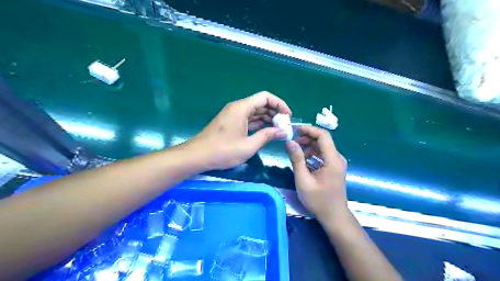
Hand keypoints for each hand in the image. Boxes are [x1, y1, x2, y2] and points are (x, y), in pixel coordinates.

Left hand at [185, 91, 290, 168]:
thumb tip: (283, 131)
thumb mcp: (249, 145)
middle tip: (284, 126)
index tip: (288, 116)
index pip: (265, 97)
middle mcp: (237, 107)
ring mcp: (233, 114)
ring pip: (255, 111)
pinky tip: (266, 131)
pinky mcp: (230, 122)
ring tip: (278, 129)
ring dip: (267, 118)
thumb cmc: (223, 151)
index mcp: (242, 108)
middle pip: (261, 103)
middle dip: (275, 112)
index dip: (279, 104)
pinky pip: (248, 118)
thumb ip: (267, 136)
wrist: (198, 156)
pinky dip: (258, 122)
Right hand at [286, 126, 348, 222]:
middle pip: (322, 140)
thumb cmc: (318, 200)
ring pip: (322, 147)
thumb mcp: (303, 180)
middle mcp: (337, 158)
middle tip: (292, 142)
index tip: (295, 130)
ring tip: (295, 152)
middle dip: (306, 138)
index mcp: (332, 160)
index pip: (323, 135)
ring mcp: (336, 163)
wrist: (333, 216)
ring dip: (308, 146)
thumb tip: (289, 142)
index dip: (309, 129)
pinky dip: (312, 154)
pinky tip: (303, 161)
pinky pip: (322, 155)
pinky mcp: (334, 168)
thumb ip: (297, 159)